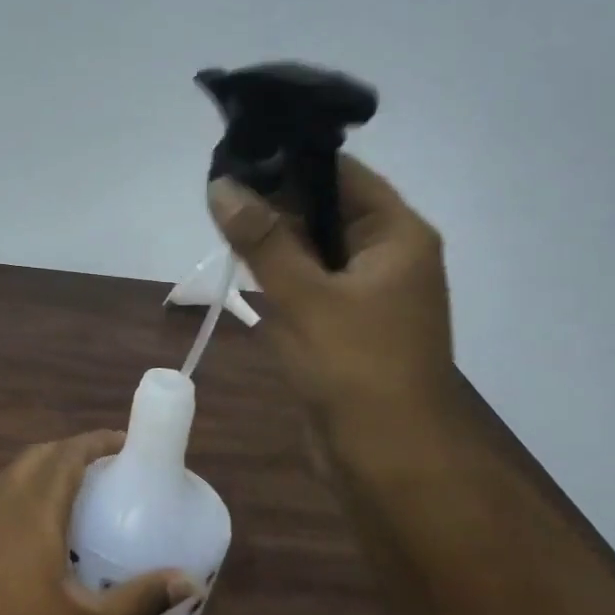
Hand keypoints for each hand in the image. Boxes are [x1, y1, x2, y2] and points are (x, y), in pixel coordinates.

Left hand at [0, 431, 193, 614]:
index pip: (69, 453)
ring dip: (47, 464)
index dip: (98, 441)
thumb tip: (191, 583)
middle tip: (108, 466)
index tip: (127, 443)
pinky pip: (1, 489)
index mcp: (35, 506)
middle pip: (41, 453)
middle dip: (75, 450)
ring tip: (78, 486)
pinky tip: (38, 521)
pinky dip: (26, 484)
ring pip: (16, 469)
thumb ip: (139, 599)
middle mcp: (4, 497)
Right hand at [208, 156, 458, 473]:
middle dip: (274, 202)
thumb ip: (262, 239)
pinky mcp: (347, 324)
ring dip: (274, 240)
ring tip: (220, 223)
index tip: (238, 156)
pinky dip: (280, 275)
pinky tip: (243, 268)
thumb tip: (222, 185)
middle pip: (326, 210)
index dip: (291, 162)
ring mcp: (368, 293)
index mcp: (397, 236)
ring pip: (314, 249)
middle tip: (217, 193)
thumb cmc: (355, 367)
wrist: (387, 458)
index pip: (342, 175)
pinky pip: (310, 283)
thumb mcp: (303, 296)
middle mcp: (387, 256)